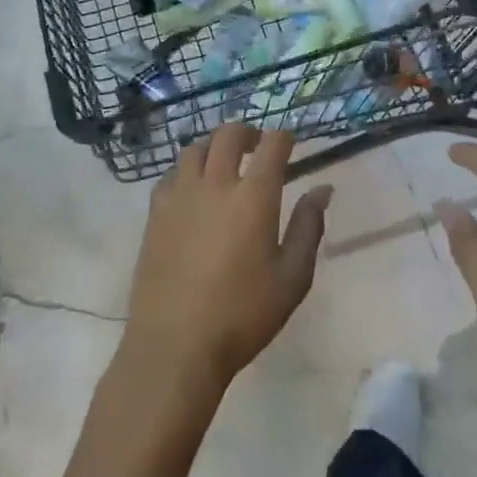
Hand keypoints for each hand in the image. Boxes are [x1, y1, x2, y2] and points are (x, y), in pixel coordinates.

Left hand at [121, 126, 331, 394]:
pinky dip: (186, 170)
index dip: (284, 137)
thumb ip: (309, 227)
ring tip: (222, 162)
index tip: (290, 141)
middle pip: (228, 134)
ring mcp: (180, 196)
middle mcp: (215, 184)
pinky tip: (192, 189)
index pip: (272, 146)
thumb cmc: (242, 315)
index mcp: (253, 197)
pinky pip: (171, 175)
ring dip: (213, 146)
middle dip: (247, 131)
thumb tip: (322, 189)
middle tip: (256, 144)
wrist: (175, 345)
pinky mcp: (155, 213)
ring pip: (194, 148)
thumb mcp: (292, 278)